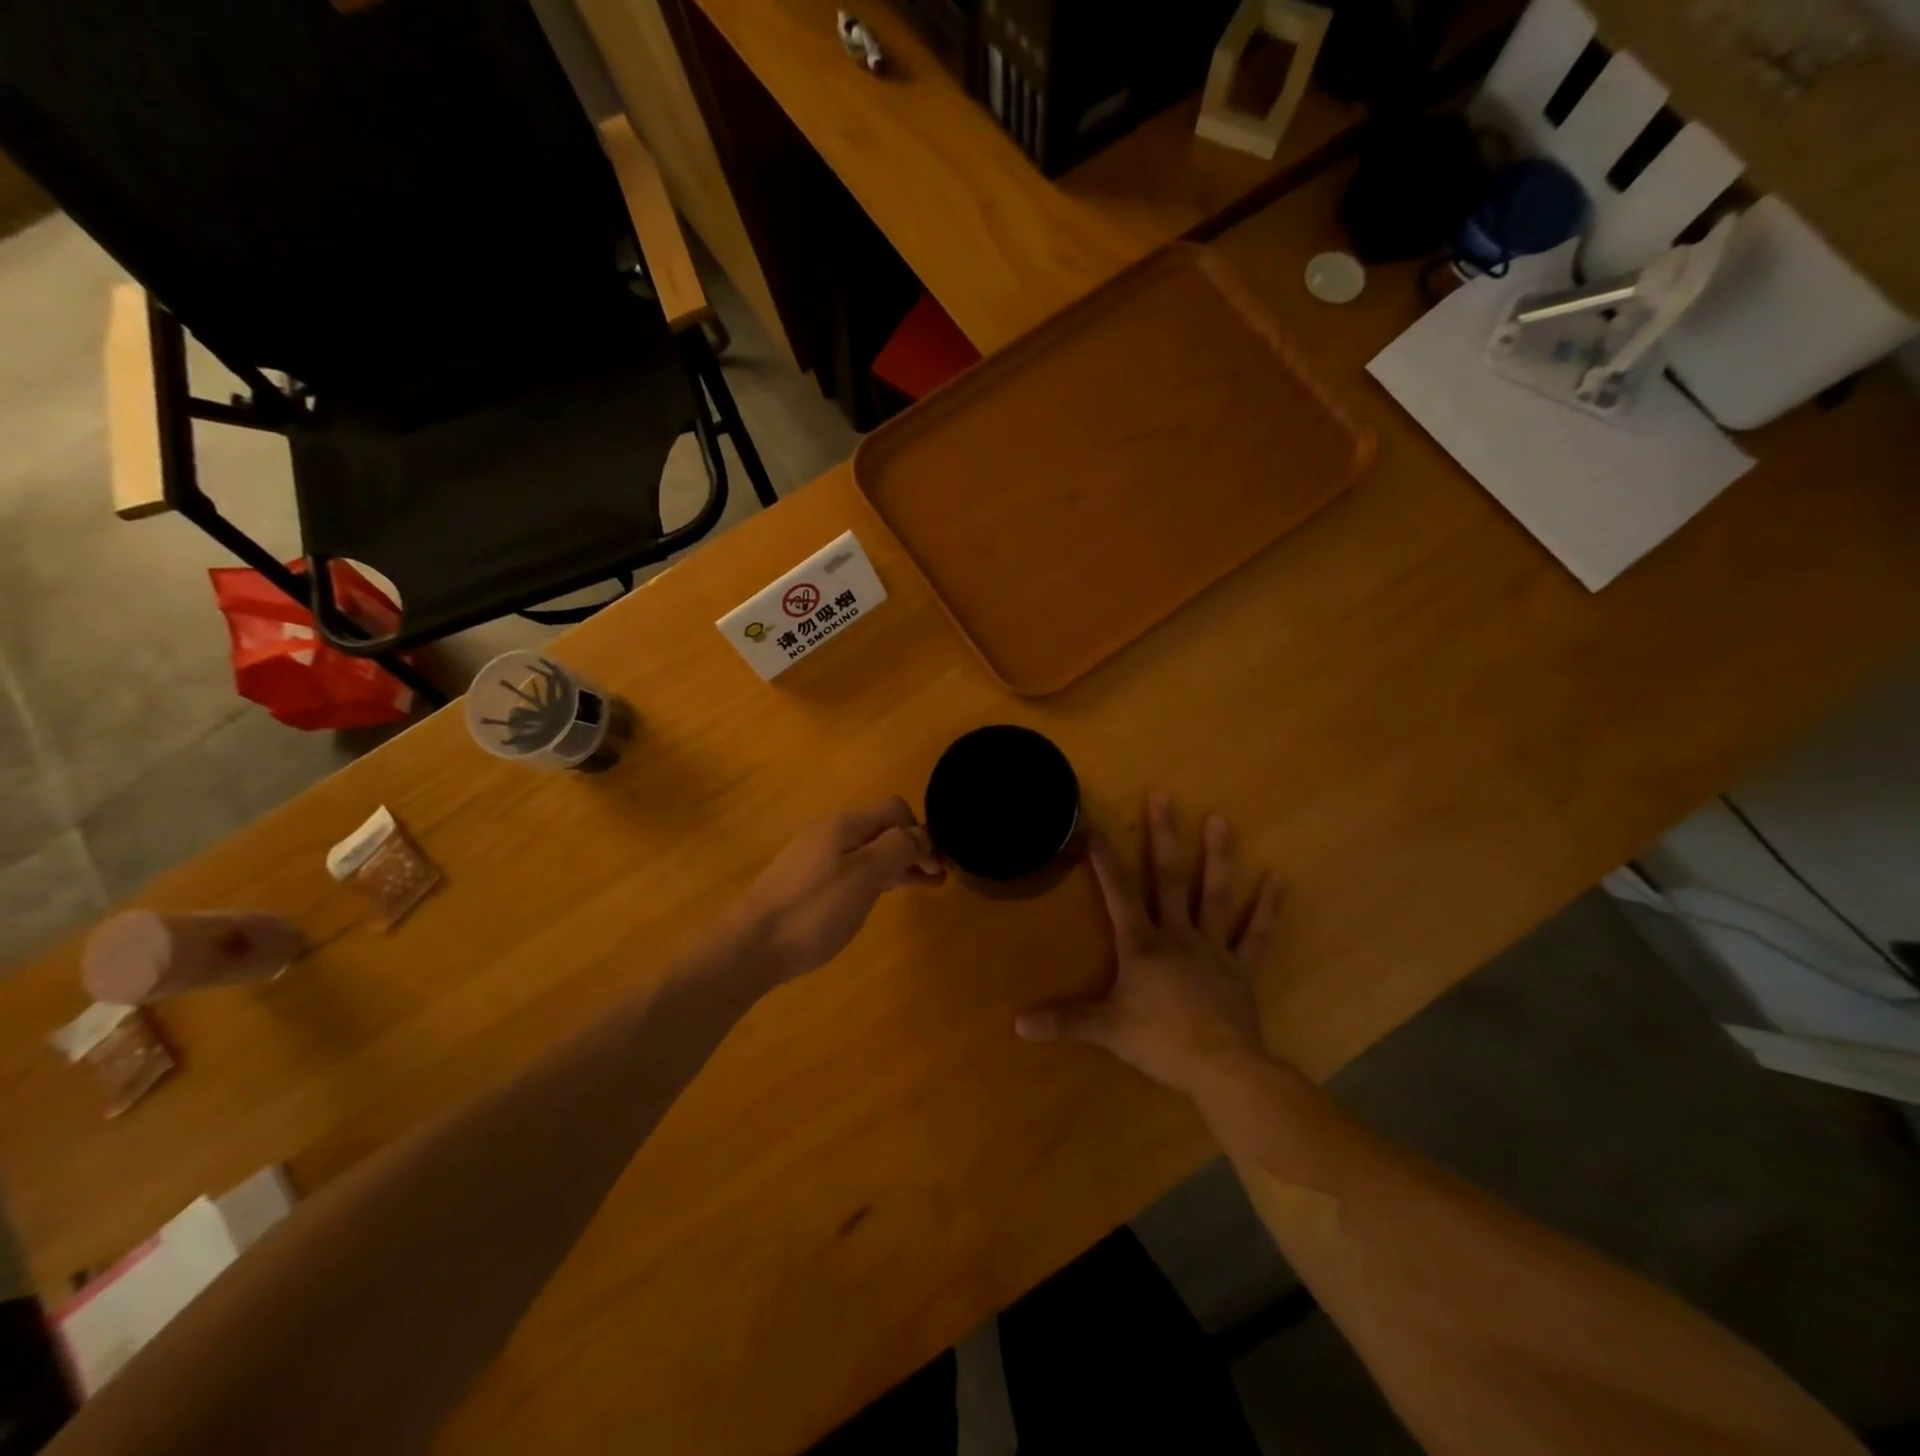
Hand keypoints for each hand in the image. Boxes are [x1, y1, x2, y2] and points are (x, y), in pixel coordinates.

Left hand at [737, 798, 945, 983]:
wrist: (751, 946)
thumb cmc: (813, 910)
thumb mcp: (864, 876)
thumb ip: (896, 848)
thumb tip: (920, 835)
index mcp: (845, 825)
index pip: (895, 810)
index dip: (921, 832)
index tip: (935, 866)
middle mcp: (830, 833)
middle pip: (882, 830)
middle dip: (912, 849)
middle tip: (937, 879)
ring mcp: (816, 858)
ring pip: (868, 851)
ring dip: (897, 864)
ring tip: (922, 887)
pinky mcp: (807, 883)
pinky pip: (852, 869)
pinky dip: (876, 878)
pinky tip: (882, 895)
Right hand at [1015, 793, 1282, 1095]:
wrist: (1222, 1068)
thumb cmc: (1161, 1042)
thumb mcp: (1106, 1030)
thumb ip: (1065, 1021)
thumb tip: (1017, 1024)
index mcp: (1142, 945)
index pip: (1118, 892)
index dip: (1104, 859)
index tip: (1094, 825)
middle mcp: (1177, 935)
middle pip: (1167, 878)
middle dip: (1163, 836)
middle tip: (1163, 795)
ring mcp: (1213, 948)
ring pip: (1214, 894)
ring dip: (1217, 857)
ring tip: (1220, 819)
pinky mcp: (1241, 968)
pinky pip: (1256, 934)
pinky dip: (1267, 908)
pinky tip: (1279, 879)